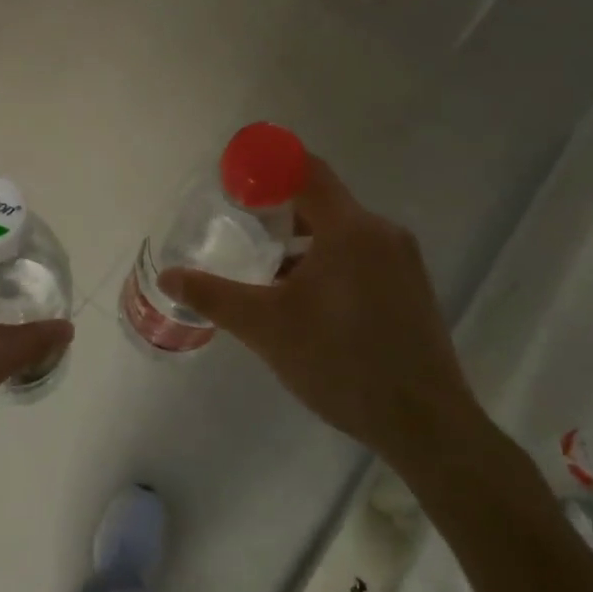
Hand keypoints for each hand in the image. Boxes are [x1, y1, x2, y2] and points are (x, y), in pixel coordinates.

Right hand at [159, 156, 484, 474]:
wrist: (424, 424)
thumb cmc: (340, 362)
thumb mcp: (265, 327)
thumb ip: (213, 295)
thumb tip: (168, 276)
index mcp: (350, 229)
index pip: (306, 170)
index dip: (266, 167)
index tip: (232, 181)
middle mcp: (381, 233)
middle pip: (322, 200)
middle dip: (277, 210)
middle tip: (239, 230)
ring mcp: (402, 261)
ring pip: (342, 232)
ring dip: (302, 242)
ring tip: (265, 271)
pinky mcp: (411, 289)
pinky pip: (361, 255)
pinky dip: (328, 261)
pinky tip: (305, 300)